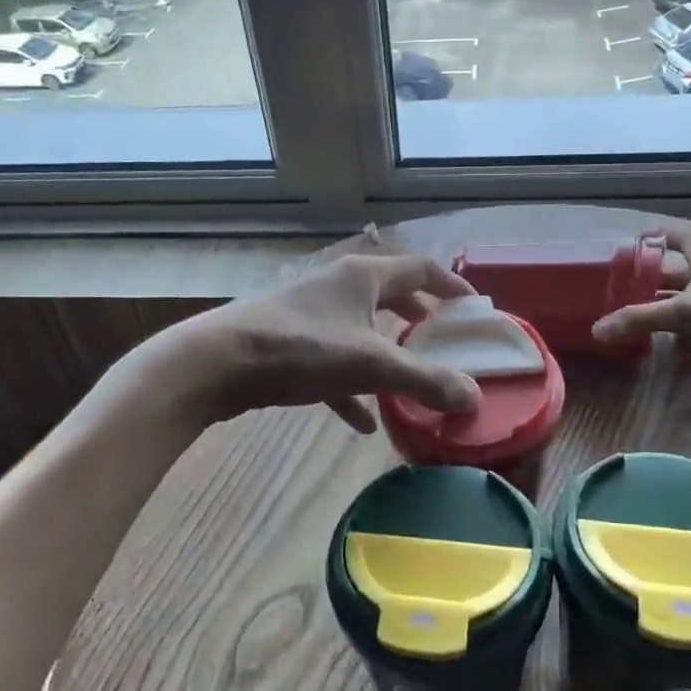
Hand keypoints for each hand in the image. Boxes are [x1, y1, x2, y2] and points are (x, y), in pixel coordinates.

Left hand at [161, 253, 481, 431]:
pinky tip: (362, 422)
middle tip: (443, 339)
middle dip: (417, 316)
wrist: (216, 362)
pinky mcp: (288, 342)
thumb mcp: (370, 365)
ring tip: (409, 377)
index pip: (419, 269)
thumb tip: (474, 398)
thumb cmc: (300, 349)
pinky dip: (351, 385)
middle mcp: (337, 285)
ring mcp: (310, 313)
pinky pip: (332, 361)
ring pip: (360, 328)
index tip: (474, 307)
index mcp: (362, 276)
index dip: (450, 285)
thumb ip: (424, 380)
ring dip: (385, 351)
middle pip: (389, 294)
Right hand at [591, 220, 690, 405]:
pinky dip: (672, 325)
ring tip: (623, 313)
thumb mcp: (683, 312)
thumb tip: (596, 330)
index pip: (667, 233)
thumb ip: (637, 318)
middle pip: (671, 265)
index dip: (641, 243)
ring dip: (656, 304)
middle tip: (611, 290)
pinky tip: (651, 337)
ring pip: (681, 294)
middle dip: (643, 278)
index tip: (614, 259)